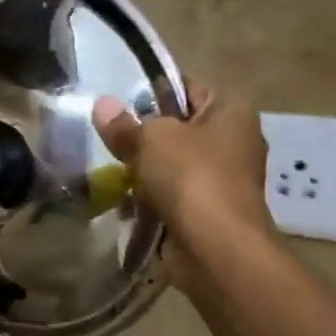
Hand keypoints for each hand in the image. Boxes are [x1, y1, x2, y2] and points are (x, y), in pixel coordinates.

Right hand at [93, 81, 272, 264]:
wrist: (216, 247)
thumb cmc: (191, 178)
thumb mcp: (150, 139)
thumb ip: (124, 124)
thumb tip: (102, 105)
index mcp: (231, 109)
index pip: (186, 88)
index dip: (151, 94)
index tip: (118, 109)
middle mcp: (233, 139)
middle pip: (177, 129)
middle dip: (143, 139)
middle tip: (111, 143)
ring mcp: (223, 178)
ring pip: (172, 166)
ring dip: (144, 173)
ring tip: (113, 176)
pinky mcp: (209, 211)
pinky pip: (173, 197)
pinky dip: (151, 202)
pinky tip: (126, 206)